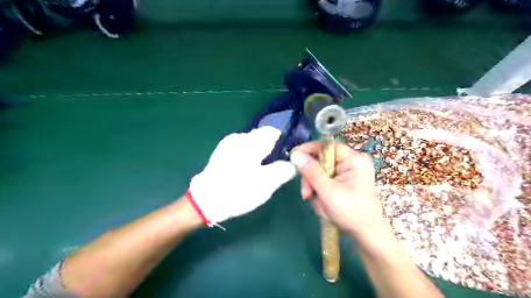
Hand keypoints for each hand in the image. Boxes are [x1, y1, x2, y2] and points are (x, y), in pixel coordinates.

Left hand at [189, 126, 296, 225]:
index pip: (274, 132)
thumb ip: (284, 170)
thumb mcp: (267, 183)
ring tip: (258, 174)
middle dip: (271, 151)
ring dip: (259, 155)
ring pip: (252, 144)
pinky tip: (245, 173)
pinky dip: (248, 158)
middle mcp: (239, 137)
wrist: (205, 201)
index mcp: (251, 141)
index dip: (283, 144)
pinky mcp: (221, 153)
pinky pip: (241, 150)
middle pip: (263, 138)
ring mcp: (228, 144)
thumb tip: (293, 164)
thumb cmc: (238, 190)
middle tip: (272, 170)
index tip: (286, 159)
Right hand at [290, 142, 385, 237]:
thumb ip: (311, 172)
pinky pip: (325, 180)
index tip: (294, 156)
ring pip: (321, 172)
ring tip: (317, 203)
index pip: (328, 146)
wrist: (366, 235)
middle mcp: (352, 162)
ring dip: (314, 187)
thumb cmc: (351, 213)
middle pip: (322, 160)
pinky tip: (322, 204)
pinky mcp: (344, 181)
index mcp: (354, 160)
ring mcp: (348, 173)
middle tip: (306, 193)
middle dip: (311, 177)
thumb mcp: (328, 192)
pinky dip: (320, 191)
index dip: (310, 149)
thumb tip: (296, 154)